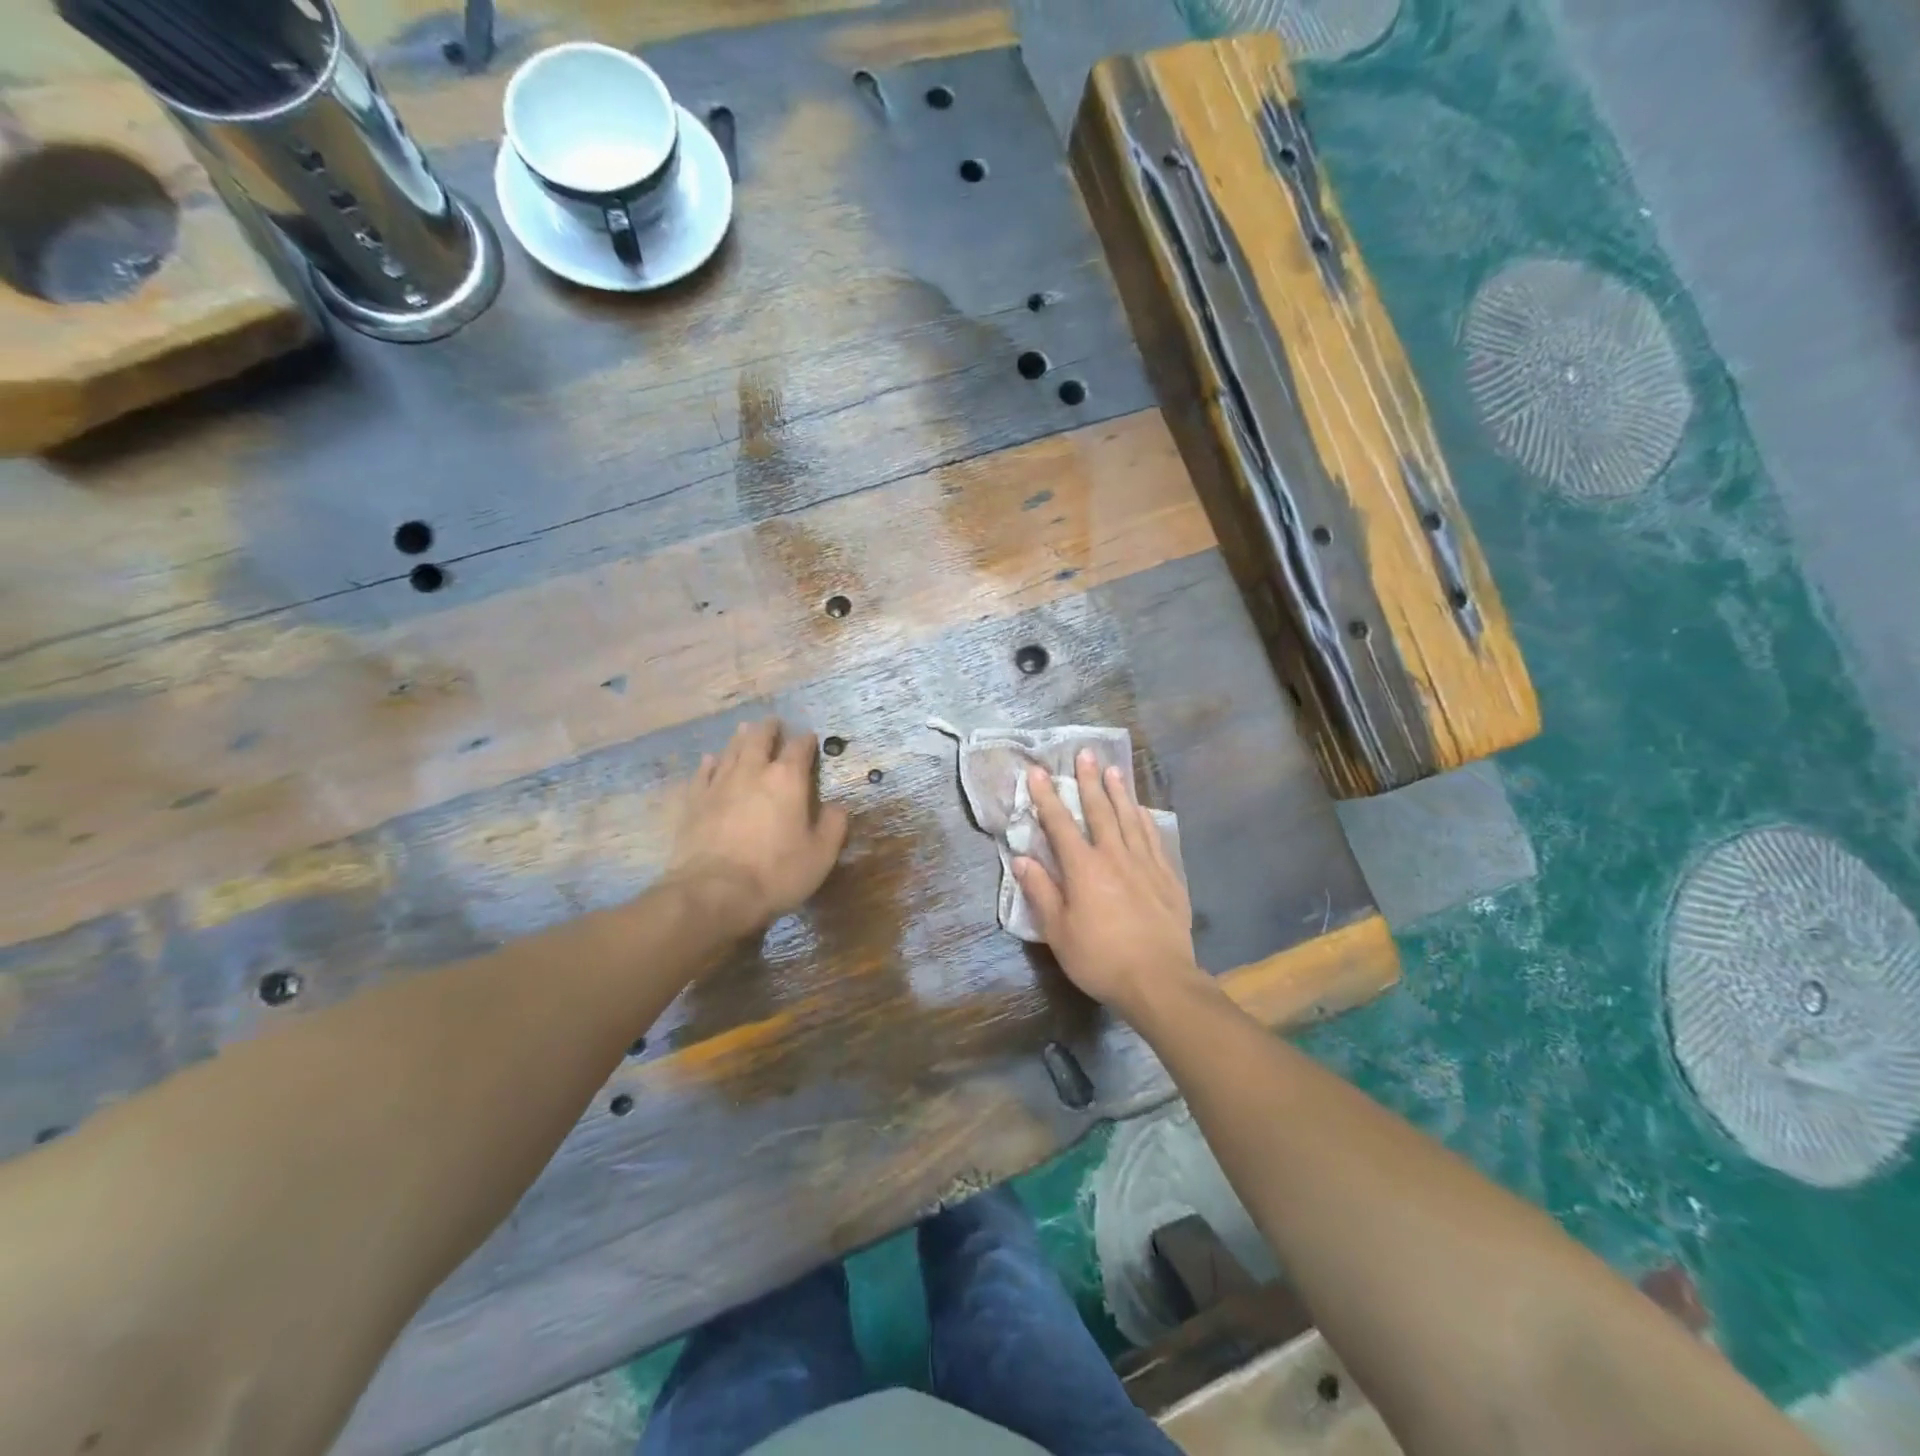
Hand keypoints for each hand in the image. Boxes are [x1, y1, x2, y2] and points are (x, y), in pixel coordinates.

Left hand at [668, 719, 848, 932]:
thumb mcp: (821, 855)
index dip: (807, 741)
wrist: (714, 892)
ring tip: (745, 729)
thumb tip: (837, 807)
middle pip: (760, 739)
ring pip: (731, 751)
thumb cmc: (776, 873)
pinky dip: (710, 763)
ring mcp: (719, 784)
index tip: (810, 738)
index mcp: (787, 780)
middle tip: (773, 722)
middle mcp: (752, 772)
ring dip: (740, 738)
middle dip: (769, 729)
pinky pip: (703, 773)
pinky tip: (711, 760)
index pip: (799, 748)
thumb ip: (833, 825)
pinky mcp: (694, 802)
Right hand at [1012, 750, 1200, 1017]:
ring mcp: (1145, 864)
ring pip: (1130, 818)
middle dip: (1089, 781)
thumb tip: (1021, 860)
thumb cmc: (1100, 958)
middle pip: (1100, 810)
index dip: (1048, 797)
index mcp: (1084, 868)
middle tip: (1085, 753)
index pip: (1061, 824)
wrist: (1159, 980)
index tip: (1039, 772)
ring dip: (1120, 792)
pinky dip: (1145, 820)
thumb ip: (1041, 892)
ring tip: (1114, 770)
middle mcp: (1114, 856)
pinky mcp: (1168, 877)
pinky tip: (1143, 811)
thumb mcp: (1058, 932)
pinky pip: (1154, 838)